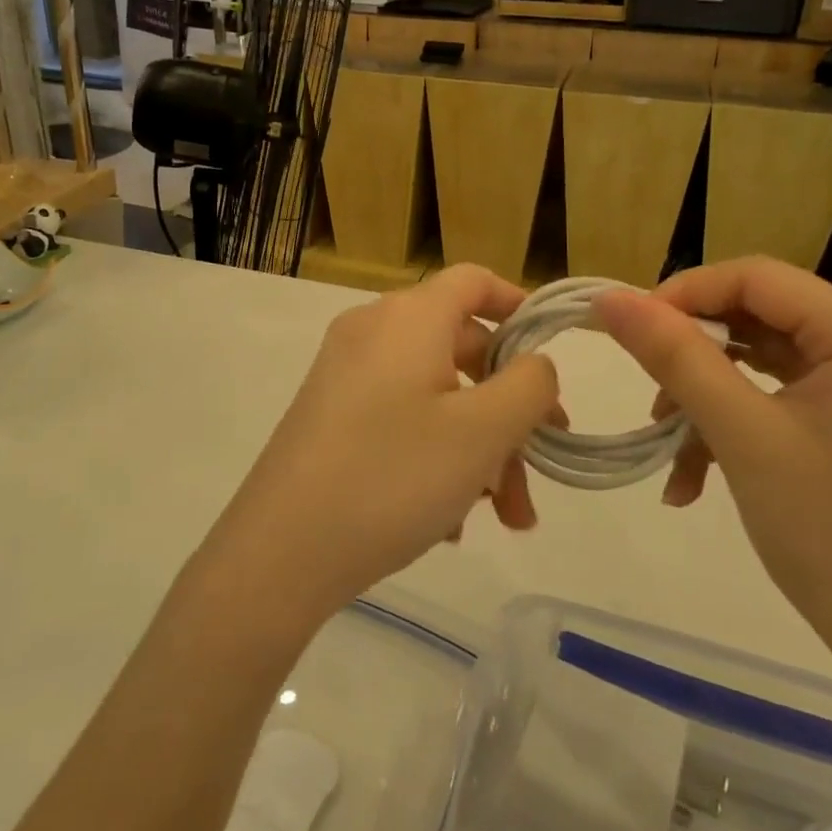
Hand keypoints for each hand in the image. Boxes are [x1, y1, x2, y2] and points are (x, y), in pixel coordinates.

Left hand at [203, 265, 559, 623]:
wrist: (280, 550)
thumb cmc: (393, 476)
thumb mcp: (482, 432)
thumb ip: (528, 386)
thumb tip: (533, 364)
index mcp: (408, 317)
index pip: (473, 281)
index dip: (518, 305)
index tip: (551, 351)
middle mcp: (373, 332)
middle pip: (461, 349)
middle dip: (508, 411)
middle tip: (539, 469)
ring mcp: (346, 374)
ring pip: (435, 395)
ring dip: (478, 448)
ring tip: (502, 517)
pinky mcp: (331, 414)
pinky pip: (400, 418)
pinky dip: (435, 455)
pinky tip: (448, 521)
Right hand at [595, 258, 831, 687]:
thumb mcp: (741, 436)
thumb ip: (674, 356)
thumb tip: (611, 298)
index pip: (758, 277)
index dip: (686, 294)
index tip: (631, 333)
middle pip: (764, 317)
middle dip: (696, 356)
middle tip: (650, 396)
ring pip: (769, 361)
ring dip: (710, 396)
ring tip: (669, 444)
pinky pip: (790, 397)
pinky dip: (741, 423)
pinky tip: (699, 475)